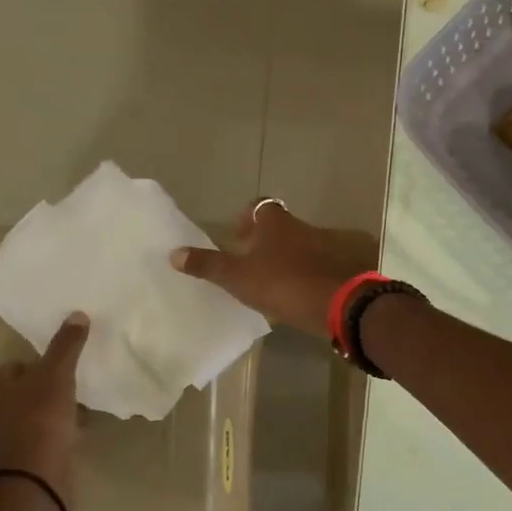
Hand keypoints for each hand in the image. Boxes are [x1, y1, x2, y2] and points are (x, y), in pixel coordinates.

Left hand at [0, 314, 88, 503]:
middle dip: (30, 394)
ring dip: (41, 417)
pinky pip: (34, 443)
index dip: (20, 370)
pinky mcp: (15, 464)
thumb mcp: (56, 374)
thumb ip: (65, 346)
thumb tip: (77, 314)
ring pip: (20, 421)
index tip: (44, 372)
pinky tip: (72, 434)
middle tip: (60, 389)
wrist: (34, 475)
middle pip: (7, 397)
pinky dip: (49, 439)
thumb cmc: (36, 416)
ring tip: (71, 411)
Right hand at [170, 198, 377, 336]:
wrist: (337, 303)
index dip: (246, 218)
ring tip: (268, 282)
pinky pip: (313, 267)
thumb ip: (208, 265)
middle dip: (265, 241)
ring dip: (284, 260)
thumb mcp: (237, 276)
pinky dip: (302, 276)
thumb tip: (174, 253)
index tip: (237, 237)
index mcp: (276, 222)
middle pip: (280, 227)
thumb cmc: (282, 282)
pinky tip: (293, 296)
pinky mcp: (337, 270)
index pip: (259, 207)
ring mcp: (324, 247)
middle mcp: (301, 227)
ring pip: (298, 247)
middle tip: (249, 263)